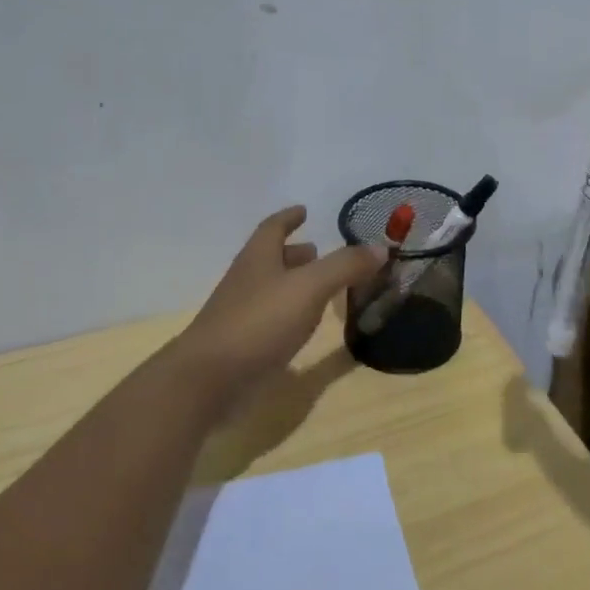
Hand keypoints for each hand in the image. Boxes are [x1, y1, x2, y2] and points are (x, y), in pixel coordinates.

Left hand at [171, 206, 384, 410]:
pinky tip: (307, 327)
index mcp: (258, 258)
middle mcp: (247, 281)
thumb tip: (380, 247)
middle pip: (271, 258)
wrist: (209, 379)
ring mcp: (242, 314)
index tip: (304, 210)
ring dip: (294, 284)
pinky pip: (272, 320)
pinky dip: (291, 315)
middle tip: (319, 250)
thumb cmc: (259, 322)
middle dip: (295, 252)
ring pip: (272, 290)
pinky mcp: (244, 345)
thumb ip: (345, 266)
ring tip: (322, 287)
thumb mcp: (309, 287)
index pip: (273, 227)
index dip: (289, 217)